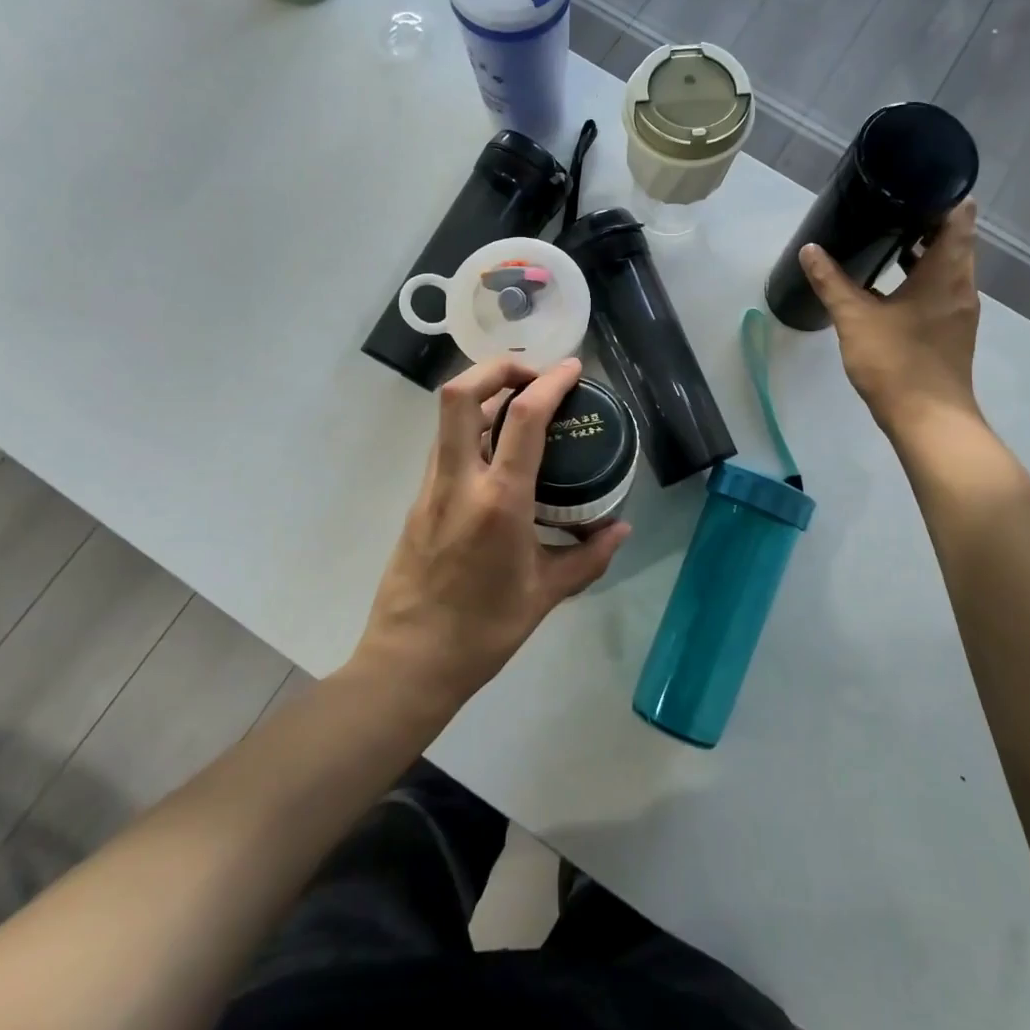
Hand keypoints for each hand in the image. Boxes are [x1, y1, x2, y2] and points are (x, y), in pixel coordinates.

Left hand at [353, 357, 630, 709]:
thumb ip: (589, 557)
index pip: (523, 418)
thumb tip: (621, 529)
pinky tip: (498, 451)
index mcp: (499, 501)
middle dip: (498, 367)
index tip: (574, 368)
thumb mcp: (546, 594)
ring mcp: (431, 487)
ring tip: (521, 406)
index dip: (551, 381)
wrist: (409, 662)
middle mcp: (460, 481)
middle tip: (534, 376)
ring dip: (483, 394)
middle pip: (461, 393)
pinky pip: (445, 444)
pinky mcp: (418, 499)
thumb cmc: (483, 631)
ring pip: (447, 416)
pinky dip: (471, 427)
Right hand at [798, 202, 984, 434]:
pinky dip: (922, 277)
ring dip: (923, 252)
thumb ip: (832, 282)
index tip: (914, 183)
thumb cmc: (896, 362)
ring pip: (948, 266)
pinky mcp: (952, 331)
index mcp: (946, 273)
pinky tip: (890, 285)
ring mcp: (960, 310)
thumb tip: (810, 250)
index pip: (958, 218)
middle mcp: (962, 286)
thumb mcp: (855, 318)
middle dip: (926, 221)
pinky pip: (941, 289)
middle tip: (890, 206)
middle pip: (955, 240)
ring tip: (886, 239)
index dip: (942, 195)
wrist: (928, 421)